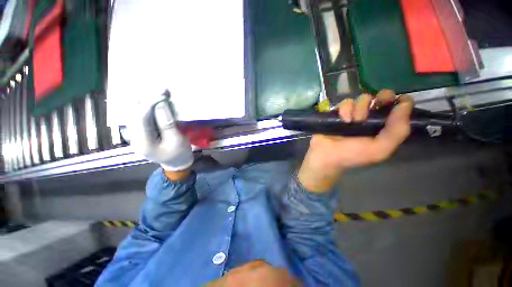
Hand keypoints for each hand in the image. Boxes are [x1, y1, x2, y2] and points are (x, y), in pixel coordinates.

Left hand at [130, 94, 193, 177]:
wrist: (176, 164)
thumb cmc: (179, 154)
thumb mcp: (177, 141)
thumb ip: (168, 124)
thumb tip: (161, 105)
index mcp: (143, 142)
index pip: (141, 117)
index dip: (150, 102)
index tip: (163, 92)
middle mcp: (134, 137)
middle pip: (134, 112)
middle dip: (147, 98)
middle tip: (162, 89)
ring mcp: (135, 134)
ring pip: (134, 112)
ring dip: (145, 100)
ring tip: (159, 92)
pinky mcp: (141, 132)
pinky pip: (140, 115)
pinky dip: (146, 106)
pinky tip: (154, 101)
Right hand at [298, 90, 413, 191]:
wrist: (325, 155)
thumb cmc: (352, 154)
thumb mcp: (380, 149)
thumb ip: (397, 130)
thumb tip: (405, 104)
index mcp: (382, 128)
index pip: (397, 109)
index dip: (399, 101)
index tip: (397, 100)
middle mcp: (370, 119)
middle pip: (380, 98)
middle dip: (380, 99)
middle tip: (378, 102)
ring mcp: (353, 114)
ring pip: (362, 99)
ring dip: (359, 108)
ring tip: (352, 121)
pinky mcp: (338, 112)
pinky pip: (345, 102)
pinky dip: (344, 110)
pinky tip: (343, 120)